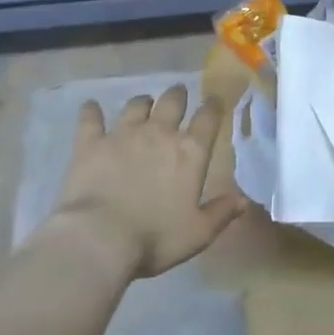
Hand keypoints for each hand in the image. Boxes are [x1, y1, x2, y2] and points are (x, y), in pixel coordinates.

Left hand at [49, 85, 246, 277]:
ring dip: (142, 103)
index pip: (208, 118)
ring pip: (136, 105)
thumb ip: (222, 213)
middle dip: (177, 95)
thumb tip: (243, 200)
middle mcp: (159, 133)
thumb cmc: (155, 238)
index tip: (214, 101)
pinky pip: (90, 119)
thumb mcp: (198, 233)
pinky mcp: (90, 143)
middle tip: (178, 95)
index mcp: (190, 152)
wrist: (99, 239)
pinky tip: (90, 107)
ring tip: (143, 105)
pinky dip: (91, 111)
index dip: (213, 106)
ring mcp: (123, 134)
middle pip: (172, 101)